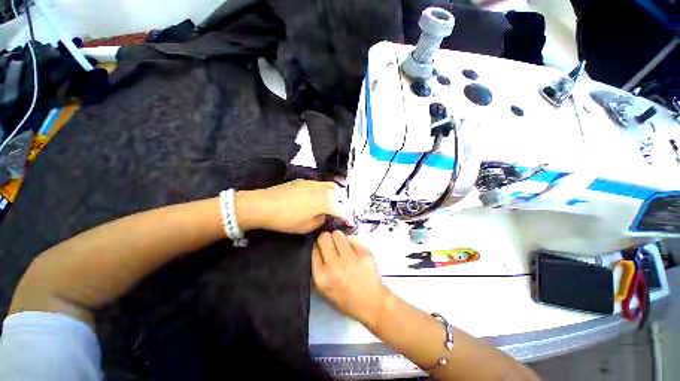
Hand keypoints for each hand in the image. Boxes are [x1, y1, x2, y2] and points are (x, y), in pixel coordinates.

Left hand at [235, 180, 352, 233]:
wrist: (264, 205)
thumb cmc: (287, 219)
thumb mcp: (307, 226)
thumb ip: (321, 220)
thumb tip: (324, 215)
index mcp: (326, 201)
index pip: (342, 209)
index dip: (348, 217)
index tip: (351, 223)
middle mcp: (322, 189)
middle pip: (339, 194)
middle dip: (343, 203)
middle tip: (340, 213)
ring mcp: (313, 183)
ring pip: (330, 186)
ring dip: (335, 195)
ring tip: (332, 203)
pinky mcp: (304, 181)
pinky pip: (320, 184)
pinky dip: (324, 191)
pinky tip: (318, 197)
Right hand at [312, 231, 387, 328]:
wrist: (372, 303)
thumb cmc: (346, 299)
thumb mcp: (323, 290)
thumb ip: (317, 269)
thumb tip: (317, 247)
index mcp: (322, 276)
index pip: (314, 249)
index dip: (317, 246)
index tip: (321, 248)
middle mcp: (334, 265)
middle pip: (324, 237)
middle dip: (326, 238)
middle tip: (331, 244)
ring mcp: (350, 258)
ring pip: (338, 234)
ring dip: (338, 238)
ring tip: (342, 246)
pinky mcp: (364, 253)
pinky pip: (352, 238)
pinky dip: (351, 242)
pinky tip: (354, 251)